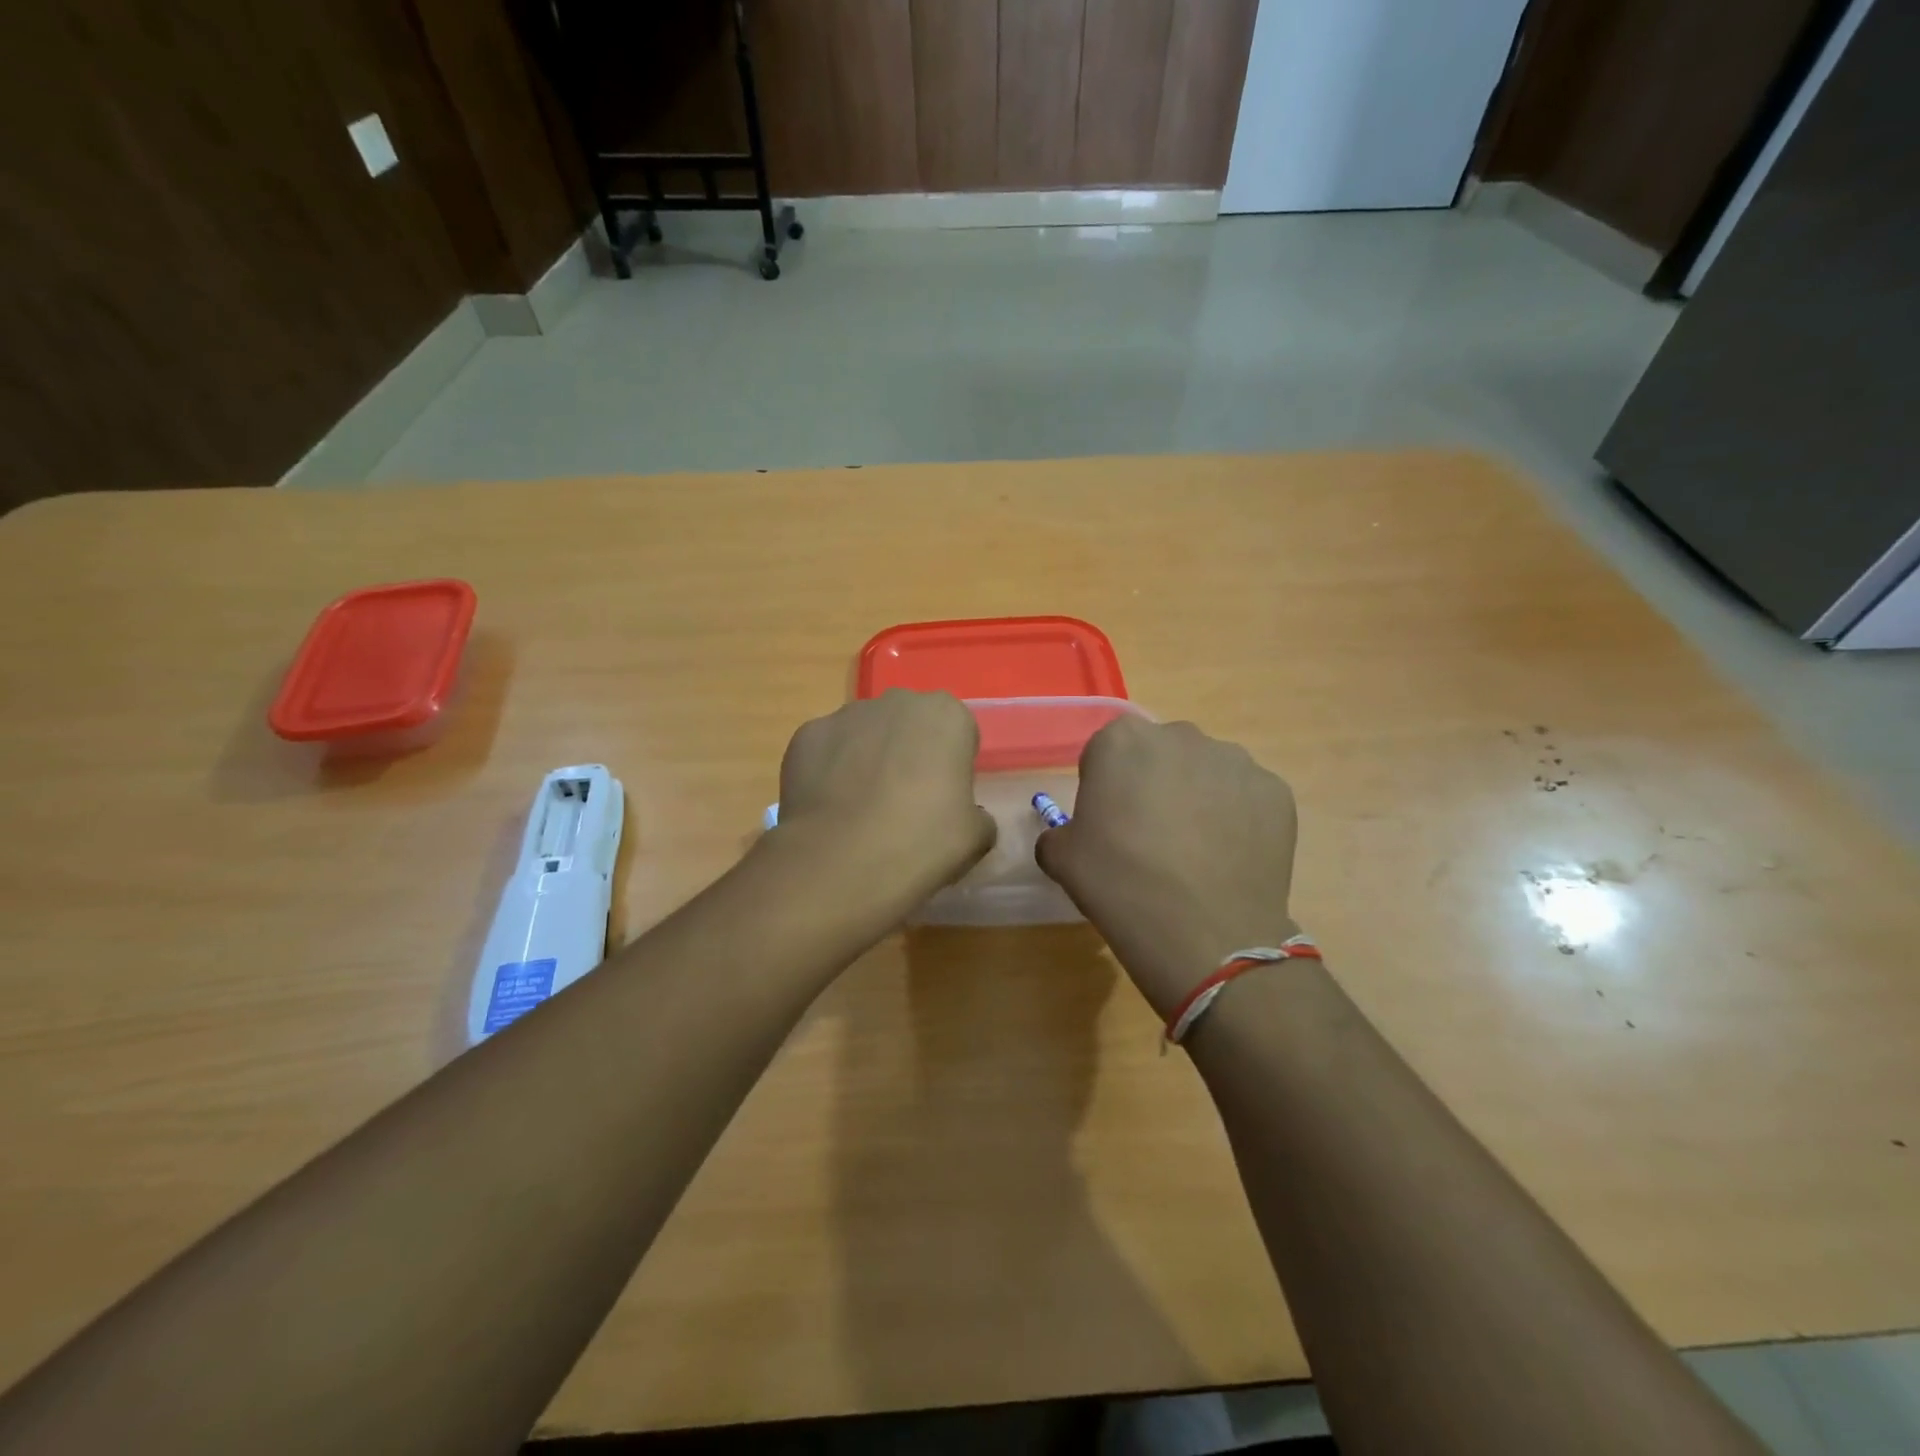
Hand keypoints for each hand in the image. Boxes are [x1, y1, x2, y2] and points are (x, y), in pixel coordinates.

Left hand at [776, 690, 996, 901]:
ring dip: (867, 760)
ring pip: (865, 734)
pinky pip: (827, 751)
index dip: (952, 766)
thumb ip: (977, 815)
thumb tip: (966, 817)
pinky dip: (829, 772)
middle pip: (909, 725)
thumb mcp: (976, 837)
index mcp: (946, 715)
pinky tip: (830, 810)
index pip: (957, 733)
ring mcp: (845, 715)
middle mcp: (896, 701)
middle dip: (908, 753)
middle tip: (905, 804)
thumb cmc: (921, 842)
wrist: (840, 863)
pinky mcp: (806, 735)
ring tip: (861, 811)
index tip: (944, 800)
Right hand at [1036, 718, 1299, 1016]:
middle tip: (1151, 835)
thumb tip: (1072, 836)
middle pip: (1160, 754)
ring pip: (1207, 772)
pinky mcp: (1276, 791)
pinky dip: (1238, 818)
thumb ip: (1058, 833)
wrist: (1204, 933)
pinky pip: (1246, 797)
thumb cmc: (1119, 884)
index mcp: (1121, 741)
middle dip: (1154, 783)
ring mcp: (1236, 761)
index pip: (1105, 752)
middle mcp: (1181, 736)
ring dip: (1198, 797)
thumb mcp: (1061, 858)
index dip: (1104, 787)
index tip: (1108, 823)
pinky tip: (1228, 858)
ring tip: (1196, 851)